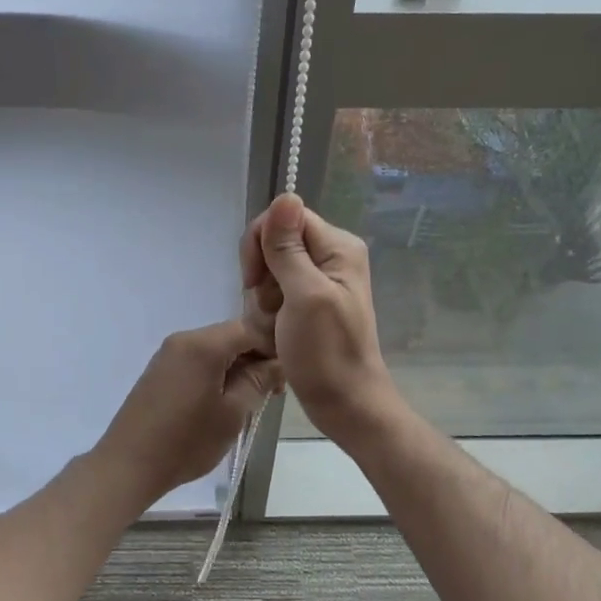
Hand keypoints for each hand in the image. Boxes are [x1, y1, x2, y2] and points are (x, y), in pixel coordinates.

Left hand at [94, 320, 280, 503]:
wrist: (128, 464)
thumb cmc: (186, 440)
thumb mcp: (233, 413)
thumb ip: (259, 381)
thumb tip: (278, 362)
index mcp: (204, 344)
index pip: (251, 329)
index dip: (274, 348)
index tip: (284, 378)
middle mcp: (184, 338)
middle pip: (232, 336)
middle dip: (256, 359)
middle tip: (271, 394)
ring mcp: (169, 353)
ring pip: (216, 349)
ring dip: (237, 368)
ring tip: (249, 401)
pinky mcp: (160, 369)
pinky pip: (198, 360)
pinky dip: (217, 373)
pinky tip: (222, 401)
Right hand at [240, 193, 396, 440]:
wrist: (346, 405)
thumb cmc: (326, 353)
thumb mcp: (303, 296)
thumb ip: (289, 248)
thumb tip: (285, 194)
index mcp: (338, 246)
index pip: (285, 216)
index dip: (261, 243)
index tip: (254, 280)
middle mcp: (332, 255)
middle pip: (276, 240)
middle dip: (262, 273)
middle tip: (270, 307)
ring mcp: (322, 280)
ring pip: (271, 268)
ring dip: (263, 297)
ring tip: (275, 325)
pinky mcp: (311, 301)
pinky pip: (277, 290)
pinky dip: (270, 310)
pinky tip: (276, 331)